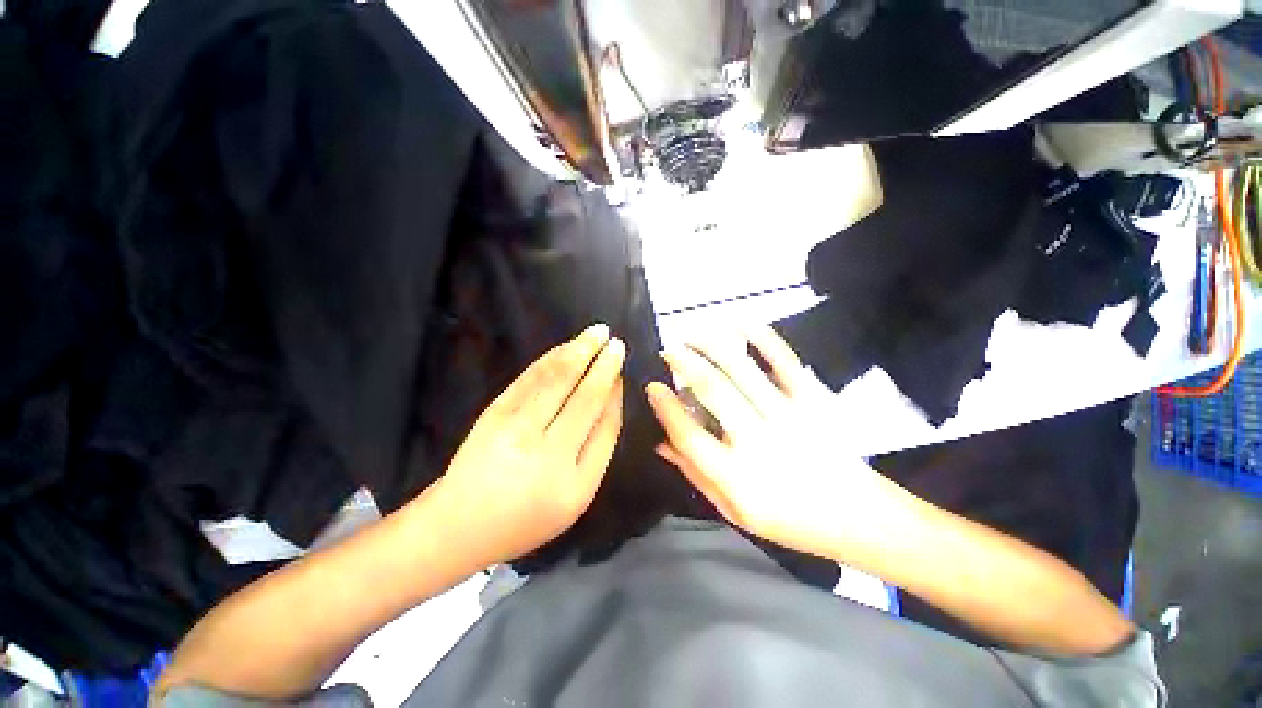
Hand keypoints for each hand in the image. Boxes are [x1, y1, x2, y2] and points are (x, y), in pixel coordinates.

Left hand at [429, 323, 624, 566]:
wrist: (458, 525)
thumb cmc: (525, 518)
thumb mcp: (574, 499)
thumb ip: (597, 451)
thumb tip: (610, 399)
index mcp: (576, 484)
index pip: (606, 426)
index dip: (615, 394)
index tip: (621, 372)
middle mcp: (549, 455)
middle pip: (586, 398)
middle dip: (604, 365)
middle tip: (616, 342)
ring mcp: (517, 431)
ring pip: (558, 380)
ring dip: (580, 351)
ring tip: (597, 333)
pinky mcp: (494, 414)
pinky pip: (530, 378)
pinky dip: (551, 358)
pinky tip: (566, 347)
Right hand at [646, 326, 913, 561]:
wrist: (859, 516)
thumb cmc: (790, 520)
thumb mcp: (734, 511)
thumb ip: (695, 473)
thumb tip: (661, 443)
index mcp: (736, 476)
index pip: (688, 433)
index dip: (665, 406)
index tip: (652, 386)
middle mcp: (758, 441)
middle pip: (712, 390)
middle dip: (683, 363)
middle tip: (668, 351)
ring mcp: (788, 415)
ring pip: (740, 368)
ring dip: (711, 344)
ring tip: (692, 334)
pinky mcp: (812, 399)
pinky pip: (783, 360)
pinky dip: (761, 336)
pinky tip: (739, 321)